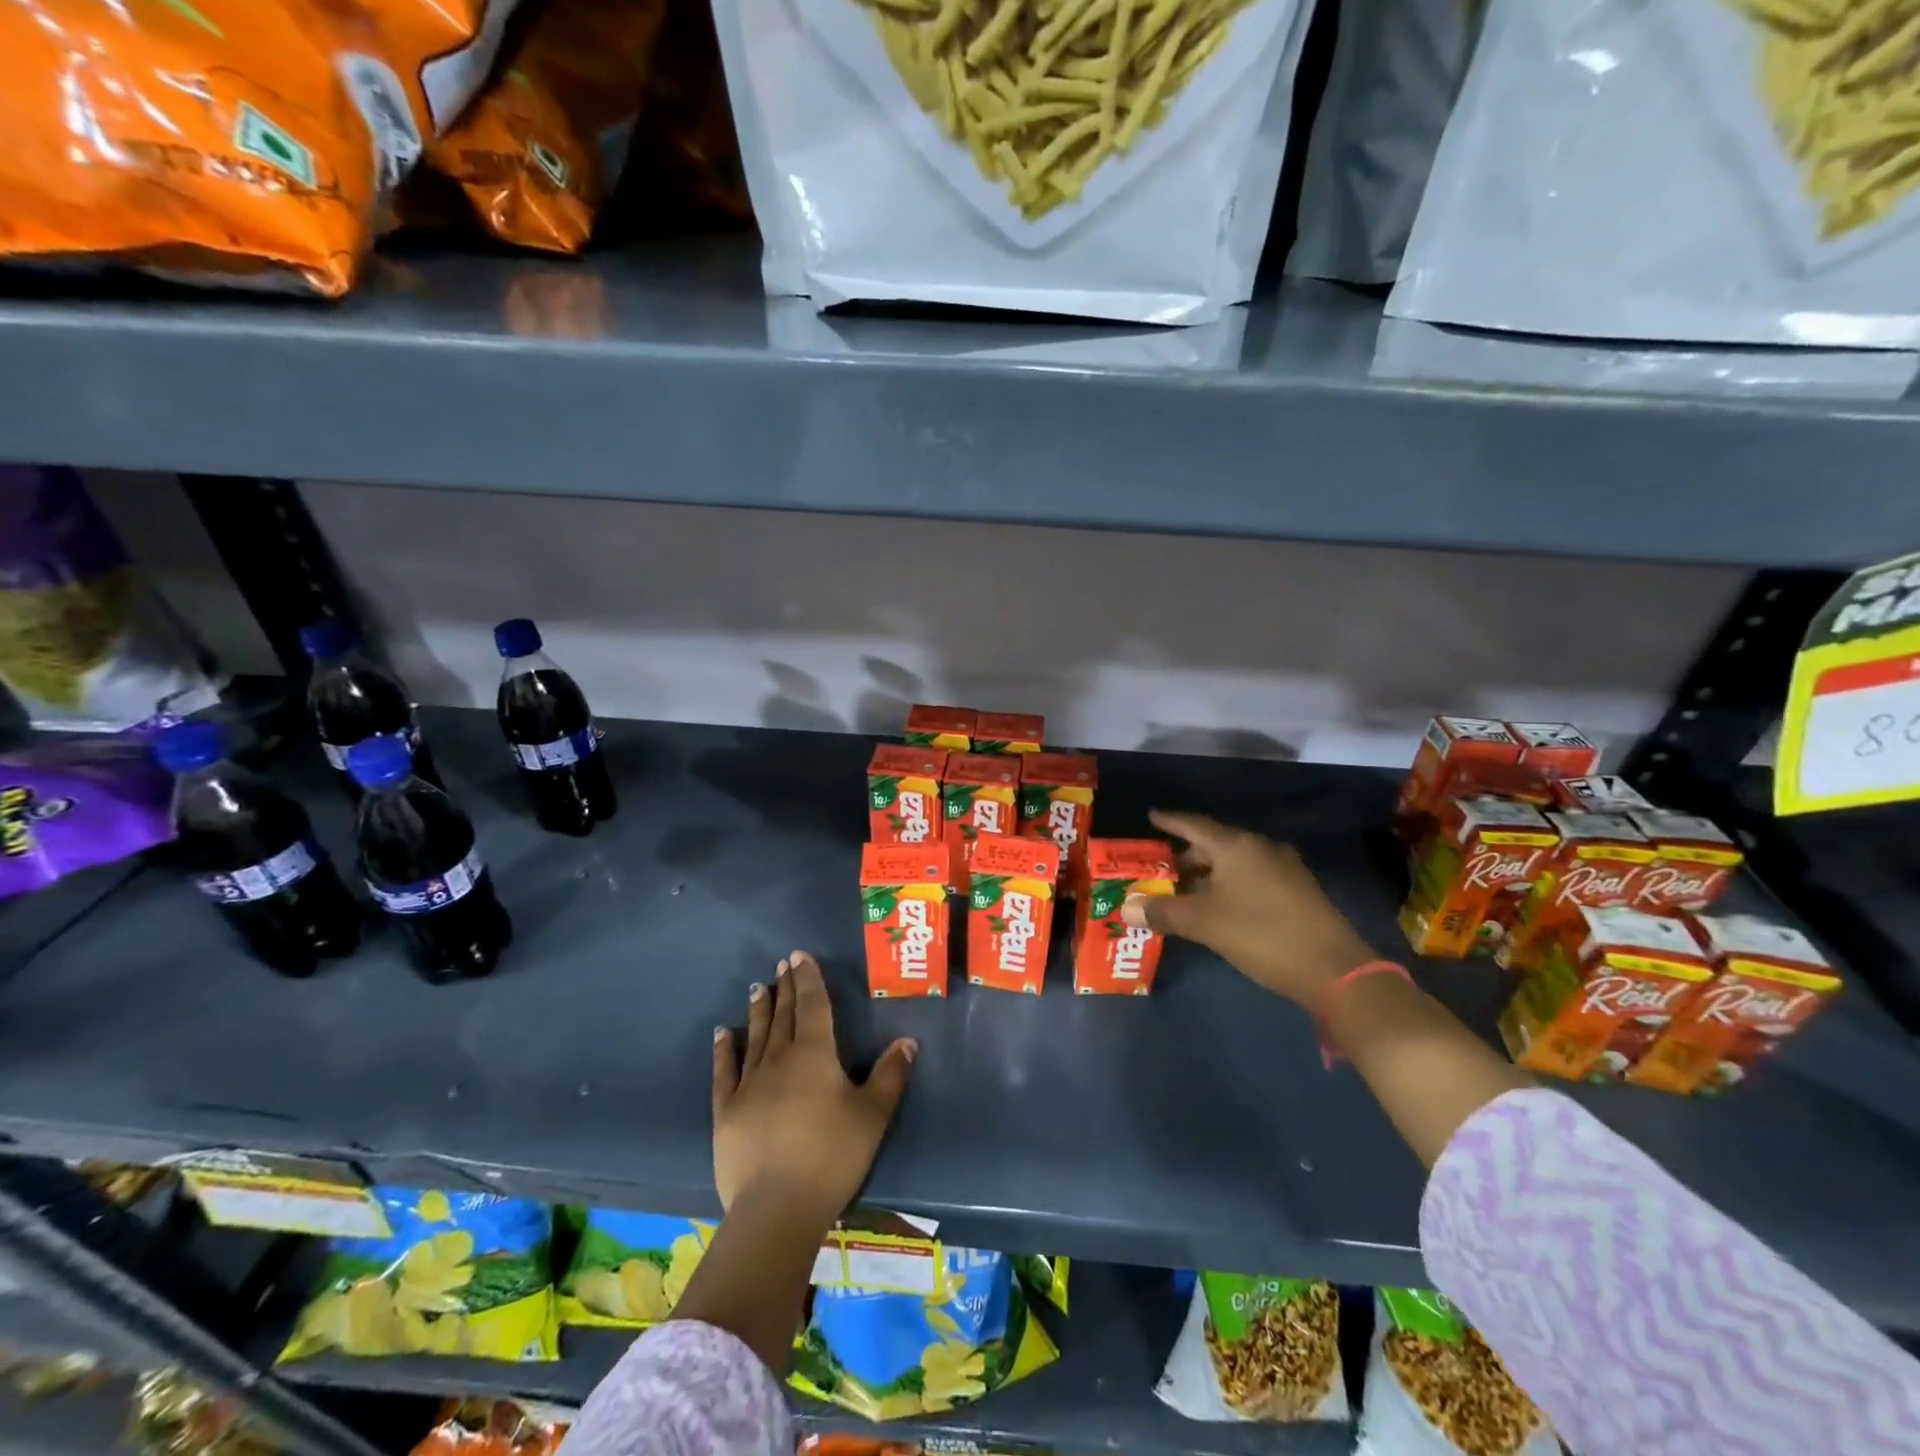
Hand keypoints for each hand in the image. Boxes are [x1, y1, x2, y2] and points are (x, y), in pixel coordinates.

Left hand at [711, 951, 916, 1221]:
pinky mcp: (727, 1111)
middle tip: (782, 964)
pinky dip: (724, 1049)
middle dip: (786, 988)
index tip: (800, 955)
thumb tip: (907, 1040)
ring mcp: (749, 1084)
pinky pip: (725, 1071)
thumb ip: (891, 1075)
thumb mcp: (873, 1115)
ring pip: (756, 1036)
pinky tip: (723, 1032)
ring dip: (759, 1010)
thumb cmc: (832, 1156)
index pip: (813, 1005)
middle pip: (784, 1016)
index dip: (808, 979)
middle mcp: (780, 1059)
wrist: (777, 1208)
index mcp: (815, 1055)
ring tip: (758, 987)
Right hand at [1122, 810, 1375, 1013]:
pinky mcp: (1298, 891)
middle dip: (1186, 856)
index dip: (1170, 821)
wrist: (1334, 970)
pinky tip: (1220, 906)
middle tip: (1160, 870)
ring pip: (1235, 863)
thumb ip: (1163, 912)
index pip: (1194, 825)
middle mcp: (1261, 848)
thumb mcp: (1204, 924)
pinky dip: (1229, 885)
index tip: (1151, 816)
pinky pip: (1252, 877)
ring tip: (1185, 891)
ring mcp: (1284, 868)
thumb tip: (1126, 907)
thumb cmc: (1261, 935)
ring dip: (1208, 874)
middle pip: (1214, 844)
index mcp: (1237, 846)